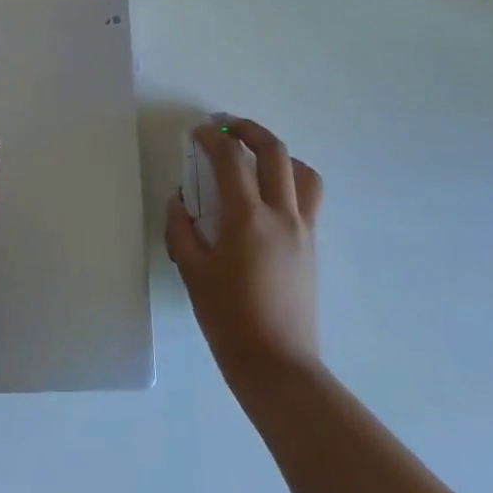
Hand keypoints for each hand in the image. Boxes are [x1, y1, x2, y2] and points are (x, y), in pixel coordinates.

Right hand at [166, 119, 323, 401]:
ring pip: (303, 172)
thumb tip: (180, 201)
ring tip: (255, 158)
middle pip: (275, 152)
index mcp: (248, 219)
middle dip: (249, 130)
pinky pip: (309, 198)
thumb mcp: (192, 272)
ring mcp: (303, 230)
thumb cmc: (229, 320)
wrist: (278, 366)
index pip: (231, 160)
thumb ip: (182, 229)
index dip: (212, 139)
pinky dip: (291, 181)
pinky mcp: (312, 246)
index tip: (197, 133)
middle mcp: (282, 215)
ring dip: (278, 154)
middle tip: (226, 127)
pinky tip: (268, 196)